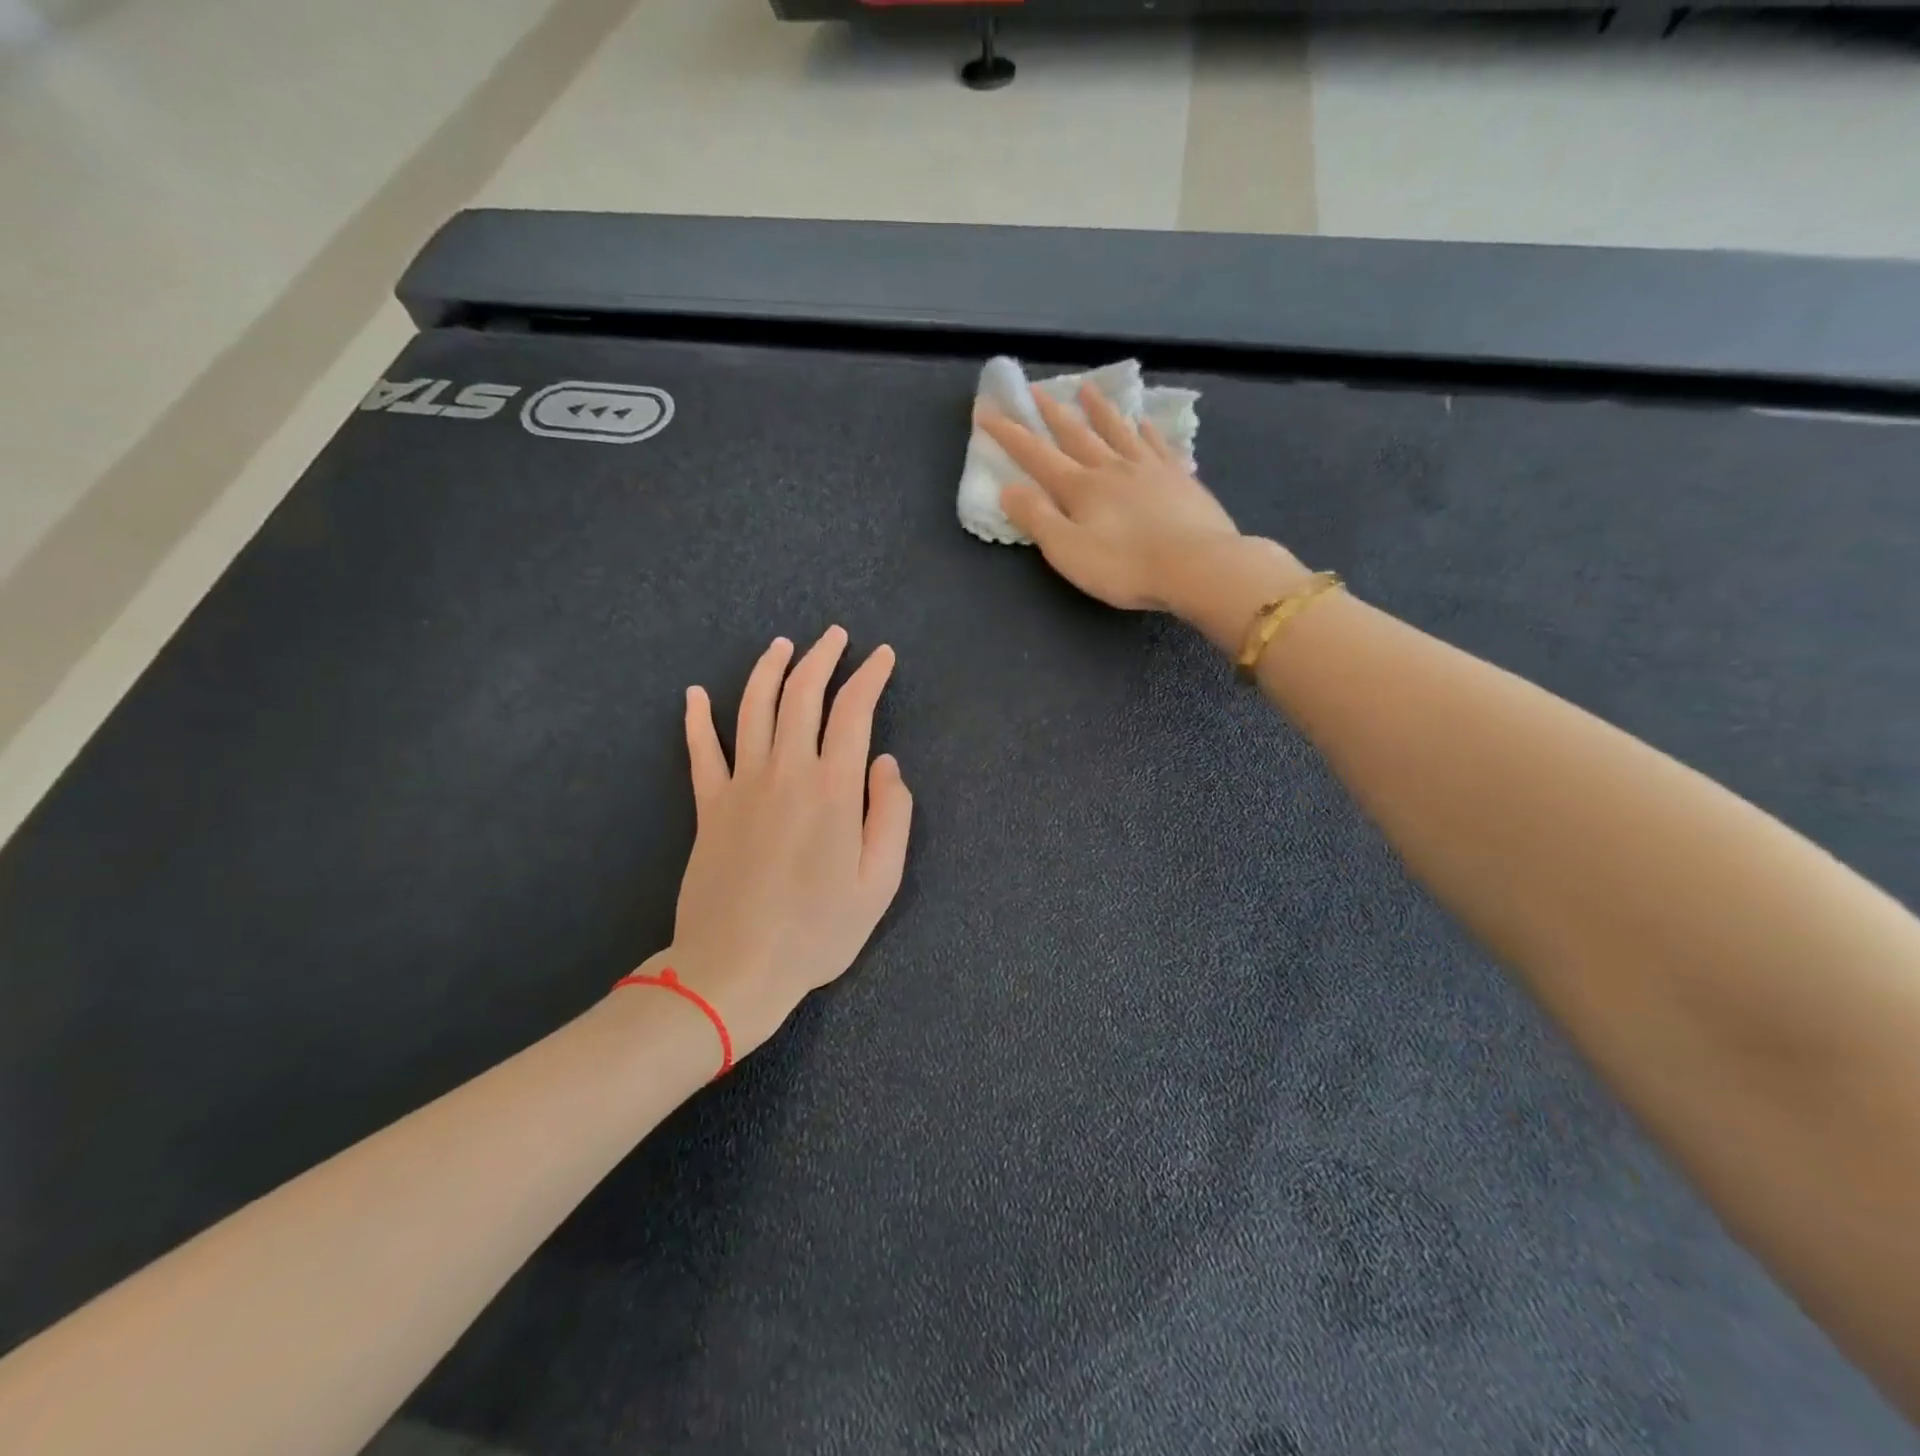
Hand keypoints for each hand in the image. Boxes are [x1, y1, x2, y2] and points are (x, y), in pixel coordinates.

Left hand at [651, 627, 912, 1059]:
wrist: (735, 968)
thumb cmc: (818, 931)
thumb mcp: (880, 882)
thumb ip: (892, 815)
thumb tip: (885, 763)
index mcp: (833, 788)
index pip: (853, 711)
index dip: (869, 677)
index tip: (882, 656)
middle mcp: (786, 771)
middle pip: (802, 695)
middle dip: (822, 658)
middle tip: (836, 635)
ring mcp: (741, 784)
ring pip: (753, 708)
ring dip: (769, 670)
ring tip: (783, 645)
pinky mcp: (708, 805)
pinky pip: (700, 751)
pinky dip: (696, 718)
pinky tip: (693, 693)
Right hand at [980, 382, 1294, 612]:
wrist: (1198, 565)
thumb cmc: (1125, 565)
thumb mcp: (1068, 550)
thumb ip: (1037, 518)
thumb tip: (1008, 488)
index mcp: (1081, 487)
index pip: (1036, 455)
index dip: (1009, 434)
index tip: (987, 411)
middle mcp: (1112, 468)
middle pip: (1076, 434)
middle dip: (1052, 413)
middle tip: (1036, 389)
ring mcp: (1150, 469)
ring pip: (1118, 431)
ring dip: (1099, 410)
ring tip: (1087, 389)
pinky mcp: (1180, 479)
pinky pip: (1158, 446)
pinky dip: (1147, 431)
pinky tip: (1144, 423)